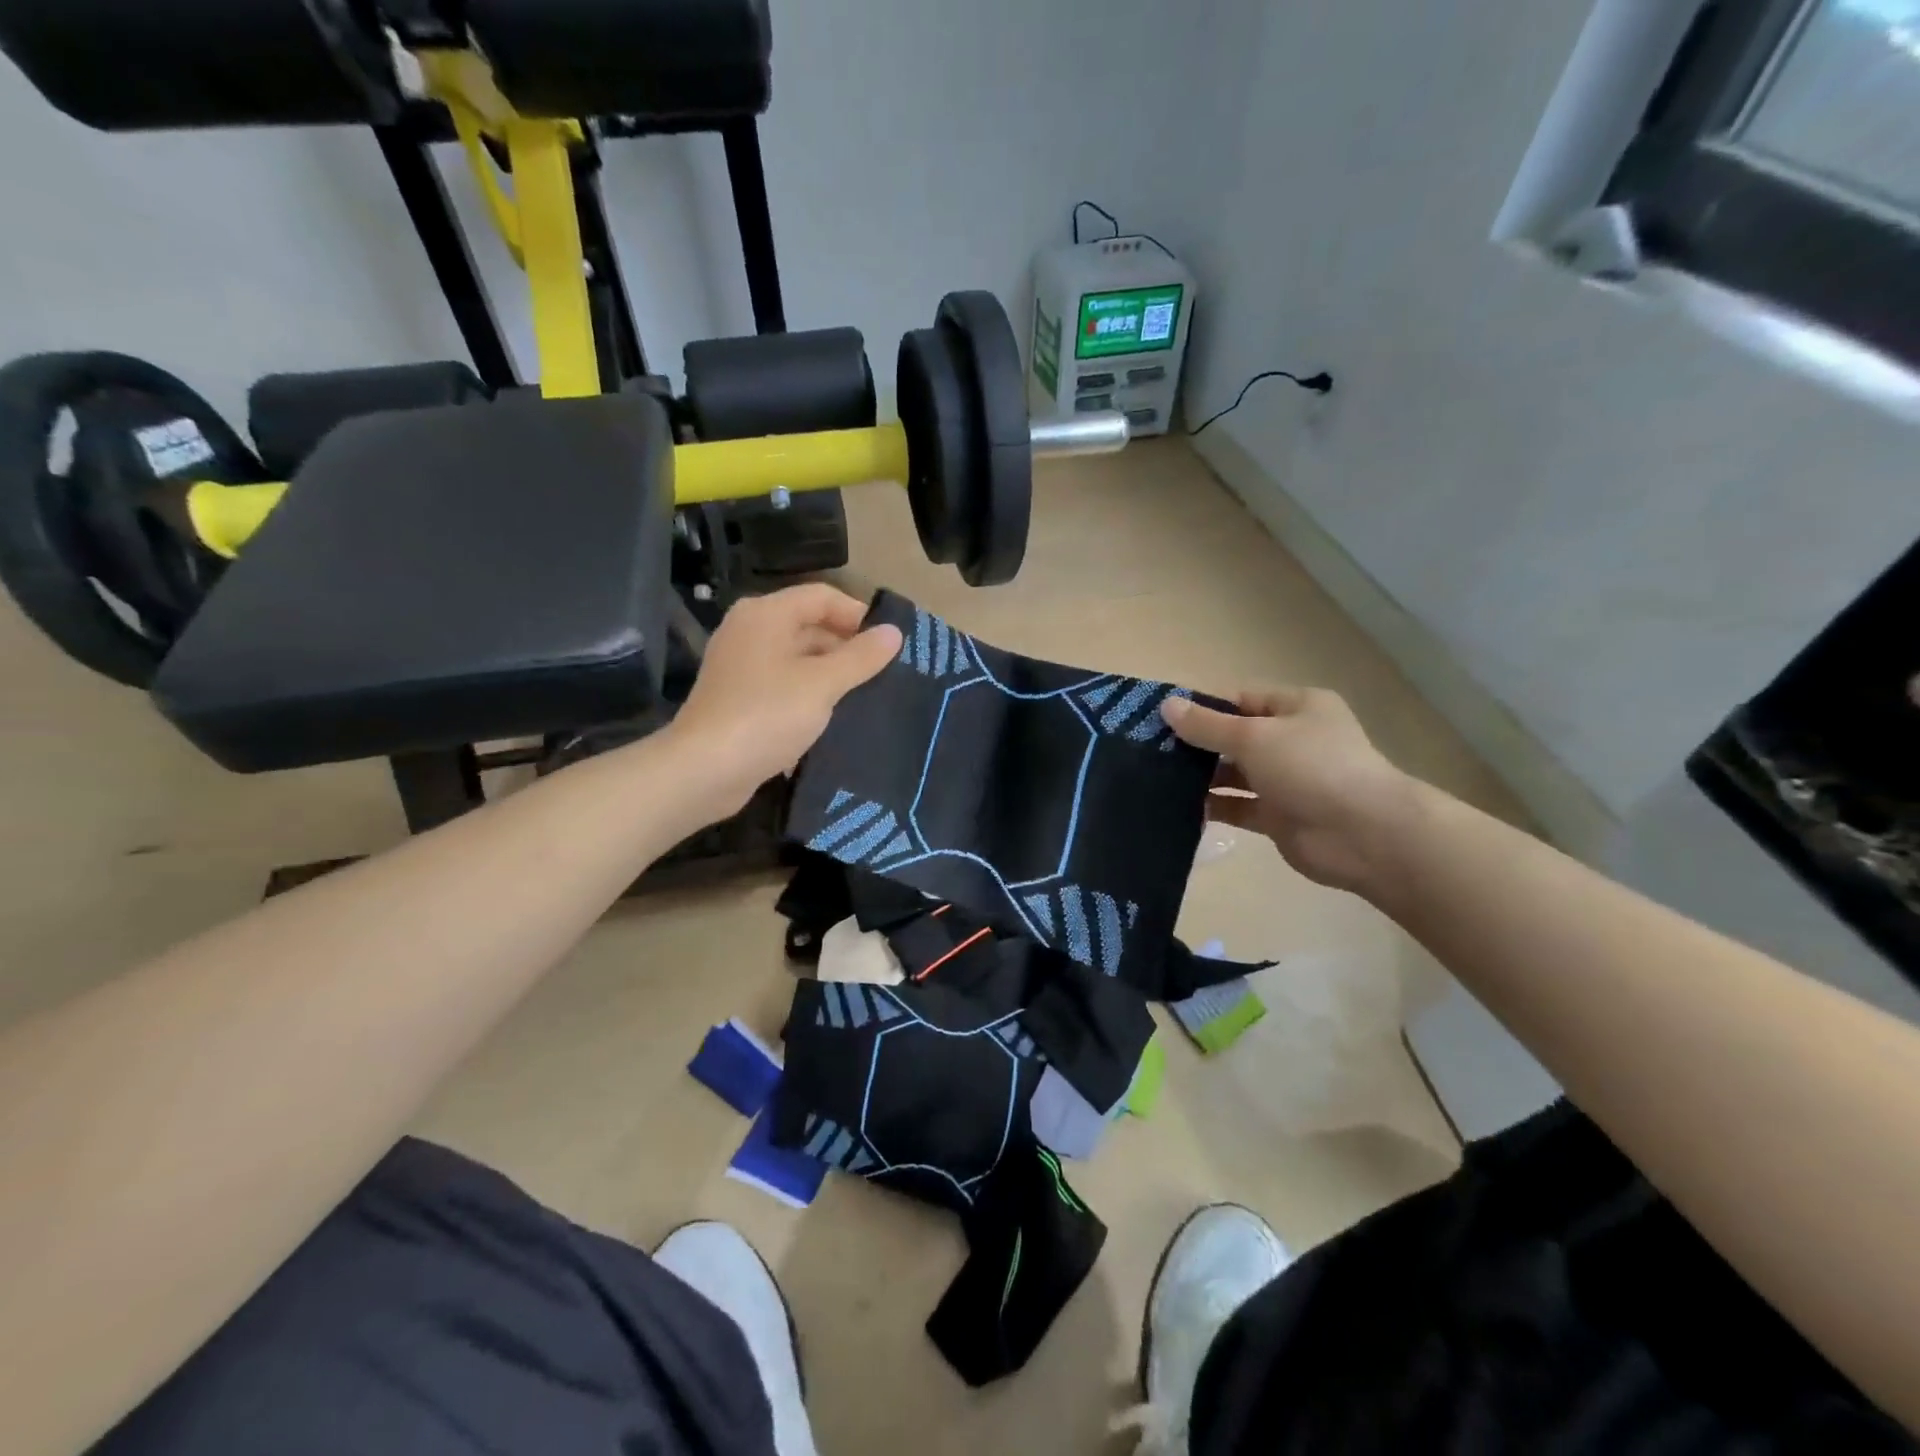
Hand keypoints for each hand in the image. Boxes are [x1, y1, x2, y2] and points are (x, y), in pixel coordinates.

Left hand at [667, 584, 902, 816]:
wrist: (704, 771)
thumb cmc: (766, 715)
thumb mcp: (822, 684)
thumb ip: (860, 657)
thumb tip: (894, 632)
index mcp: (766, 614)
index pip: (822, 596)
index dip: (858, 615)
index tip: (890, 644)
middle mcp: (750, 631)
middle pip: (809, 625)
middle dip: (848, 648)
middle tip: (886, 674)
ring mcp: (742, 666)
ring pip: (799, 659)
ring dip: (832, 675)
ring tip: (868, 697)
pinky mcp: (740, 699)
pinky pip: (785, 686)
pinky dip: (810, 696)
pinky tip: (836, 718)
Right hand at [1162, 687, 1418, 893]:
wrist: (1364, 835)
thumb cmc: (1312, 767)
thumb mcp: (1254, 737)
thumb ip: (1208, 725)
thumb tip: (1167, 705)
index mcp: (1296, 707)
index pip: (1240, 698)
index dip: (1201, 705)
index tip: (1159, 715)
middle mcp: (1291, 740)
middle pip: (1234, 736)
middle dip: (1195, 742)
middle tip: (1148, 748)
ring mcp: (1285, 780)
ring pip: (1233, 773)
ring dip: (1200, 776)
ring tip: (1155, 777)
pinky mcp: (1277, 816)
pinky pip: (1237, 806)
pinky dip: (1212, 807)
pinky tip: (1178, 807)